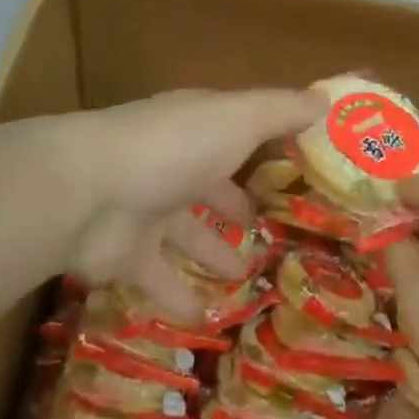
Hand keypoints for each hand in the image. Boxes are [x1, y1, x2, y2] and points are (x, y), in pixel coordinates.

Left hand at [59, 87, 325, 317]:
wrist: (91, 192)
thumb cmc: (176, 146)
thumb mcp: (239, 119)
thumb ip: (283, 111)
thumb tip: (328, 100)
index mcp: (200, 126)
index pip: (239, 129)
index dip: (267, 143)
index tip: (301, 165)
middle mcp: (175, 161)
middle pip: (212, 183)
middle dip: (237, 203)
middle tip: (275, 230)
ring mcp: (149, 208)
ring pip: (188, 232)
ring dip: (214, 251)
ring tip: (248, 276)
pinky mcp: (128, 255)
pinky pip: (160, 279)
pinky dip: (180, 296)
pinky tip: (206, 317)